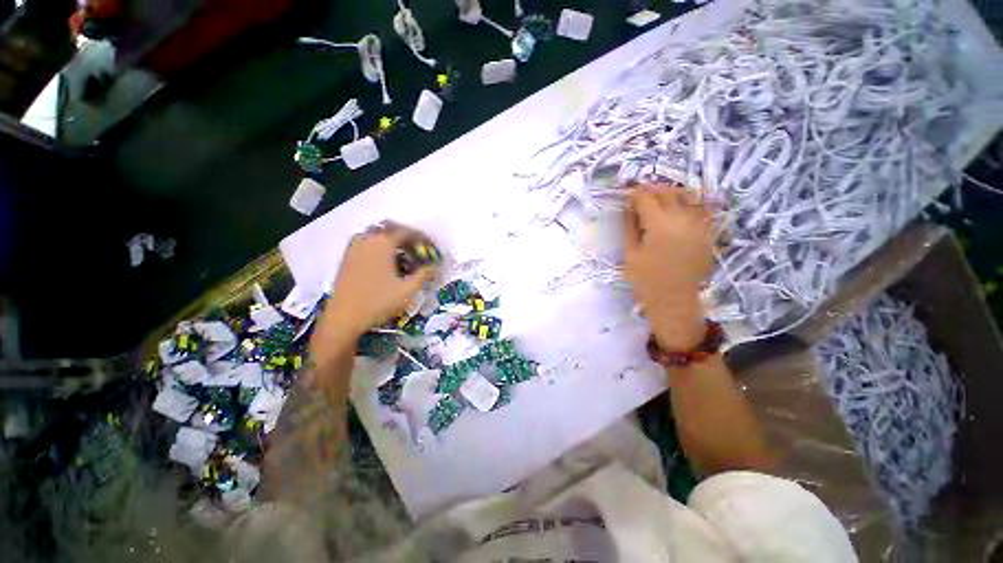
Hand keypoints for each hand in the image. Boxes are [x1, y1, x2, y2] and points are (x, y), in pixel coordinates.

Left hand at [316, 222, 438, 351]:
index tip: (432, 247)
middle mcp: (367, 239)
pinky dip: (380, 245)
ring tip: (404, 254)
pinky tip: (386, 260)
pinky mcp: (347, 256)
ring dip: (393, 240)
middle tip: (419, 250)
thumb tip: (436, 267)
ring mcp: (354, 247)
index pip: (407, 232)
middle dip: (408, 237)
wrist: (343, 317)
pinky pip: (367, 241)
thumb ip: (424, 275)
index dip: (423, 239)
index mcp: (383, 243)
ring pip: (378, 234)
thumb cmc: (378, 302)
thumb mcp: (407, 290)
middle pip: (391, 229)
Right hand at [624, 184, 715, 349]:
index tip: (627, 196)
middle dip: (652, 190)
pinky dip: (689, 203)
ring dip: (671, 193)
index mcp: (660, 225)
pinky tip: (679, 207)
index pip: (646, 198)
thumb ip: (630, 226)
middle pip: (667, 192)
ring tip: (660, 198)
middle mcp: (683, 219)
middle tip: (640, 195)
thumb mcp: (630, 253)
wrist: (674, 299)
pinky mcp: (708, 232)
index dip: (634, 194)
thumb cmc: (646, 279)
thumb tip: (630, 206)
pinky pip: (701, 208)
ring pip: (687, 196)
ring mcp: (699, 224)